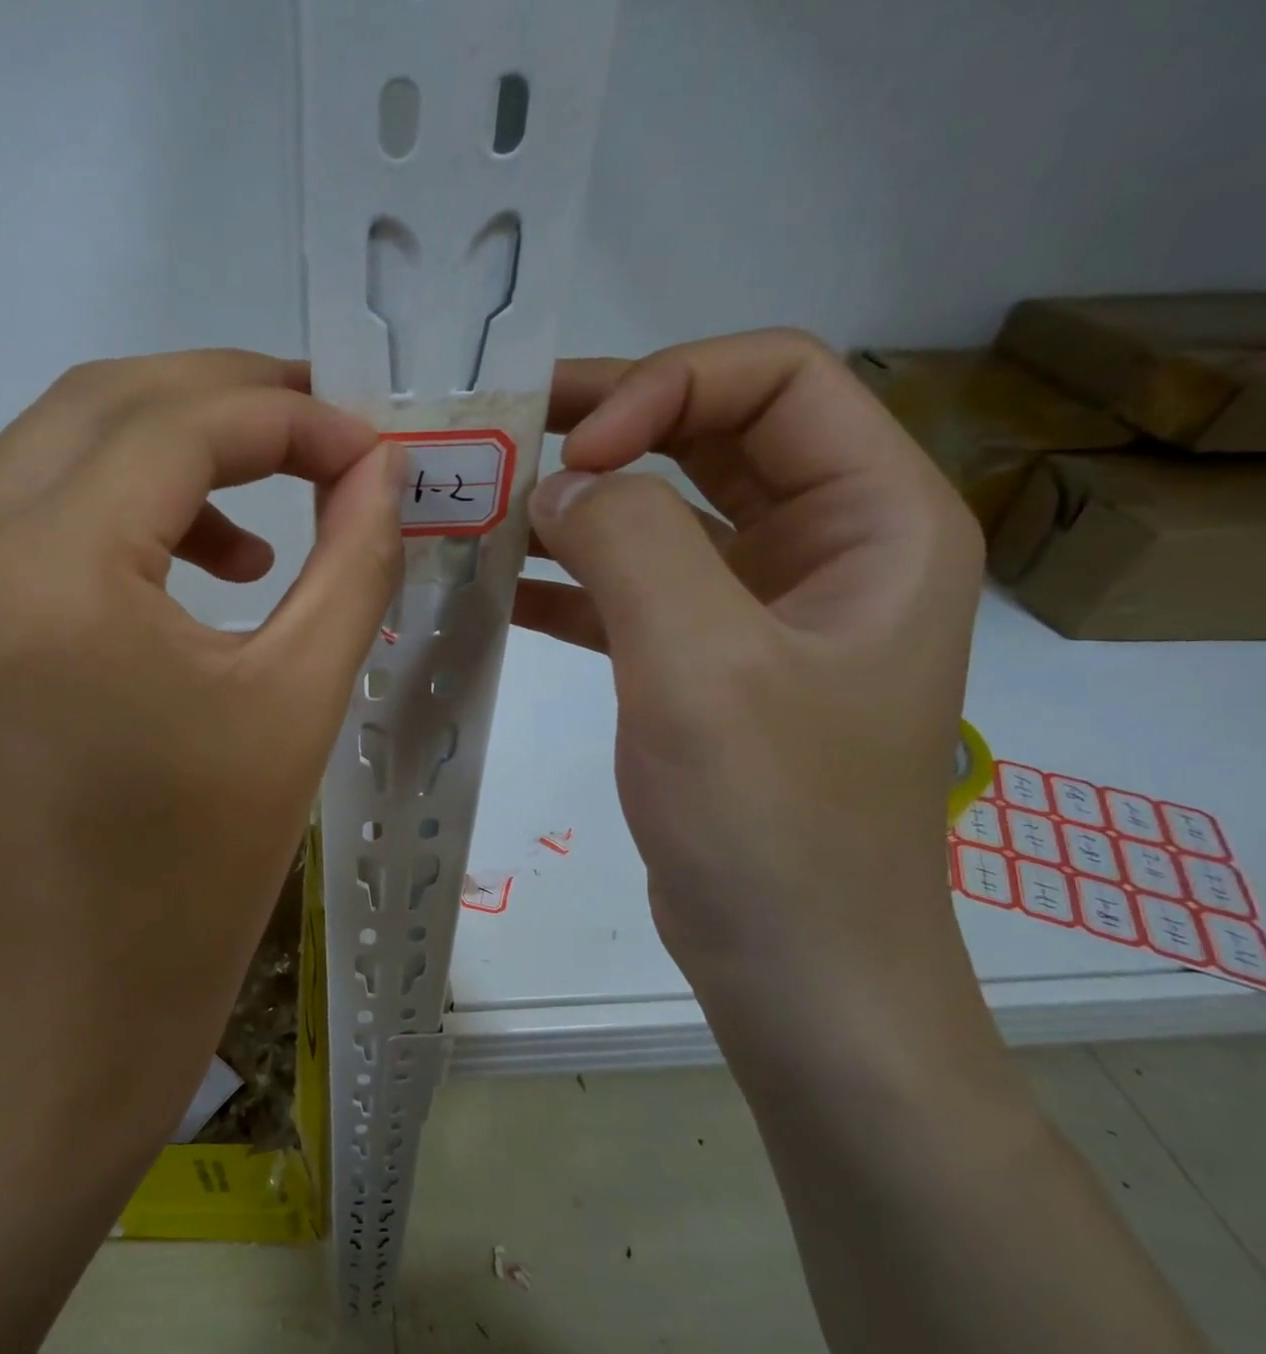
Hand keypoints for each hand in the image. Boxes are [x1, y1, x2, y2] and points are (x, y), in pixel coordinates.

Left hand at [0, 350, 403, 1146]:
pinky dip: (29, 499)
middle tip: (313, 437)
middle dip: (222, 403)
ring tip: (232, 545)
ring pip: (30, 452)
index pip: (180, 425)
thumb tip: (381, 468)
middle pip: (98, 408)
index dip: (289, 418)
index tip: (364, 449)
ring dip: (141, 461)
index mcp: (53, 575)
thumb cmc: (206, 859)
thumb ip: (353, 558)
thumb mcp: (302, 697)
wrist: (89, 979)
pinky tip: (91, 550)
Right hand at [516, 329, 986, 1067]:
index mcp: (876, 520)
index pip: (778, 380)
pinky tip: (502, 587)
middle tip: (508, 436)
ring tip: (489, 508)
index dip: (668, 387)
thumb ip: (631, 546)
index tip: (574, 452)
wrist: (792, 961)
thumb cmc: (769, 817)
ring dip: (582, 507)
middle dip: (612, 427)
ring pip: (666, 516)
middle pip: (716, 436)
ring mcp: (762, 611)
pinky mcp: (705, 666)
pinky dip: (572, 582)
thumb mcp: (701, 665)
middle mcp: (828, 548)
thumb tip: (559, 484)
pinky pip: (635, 593)